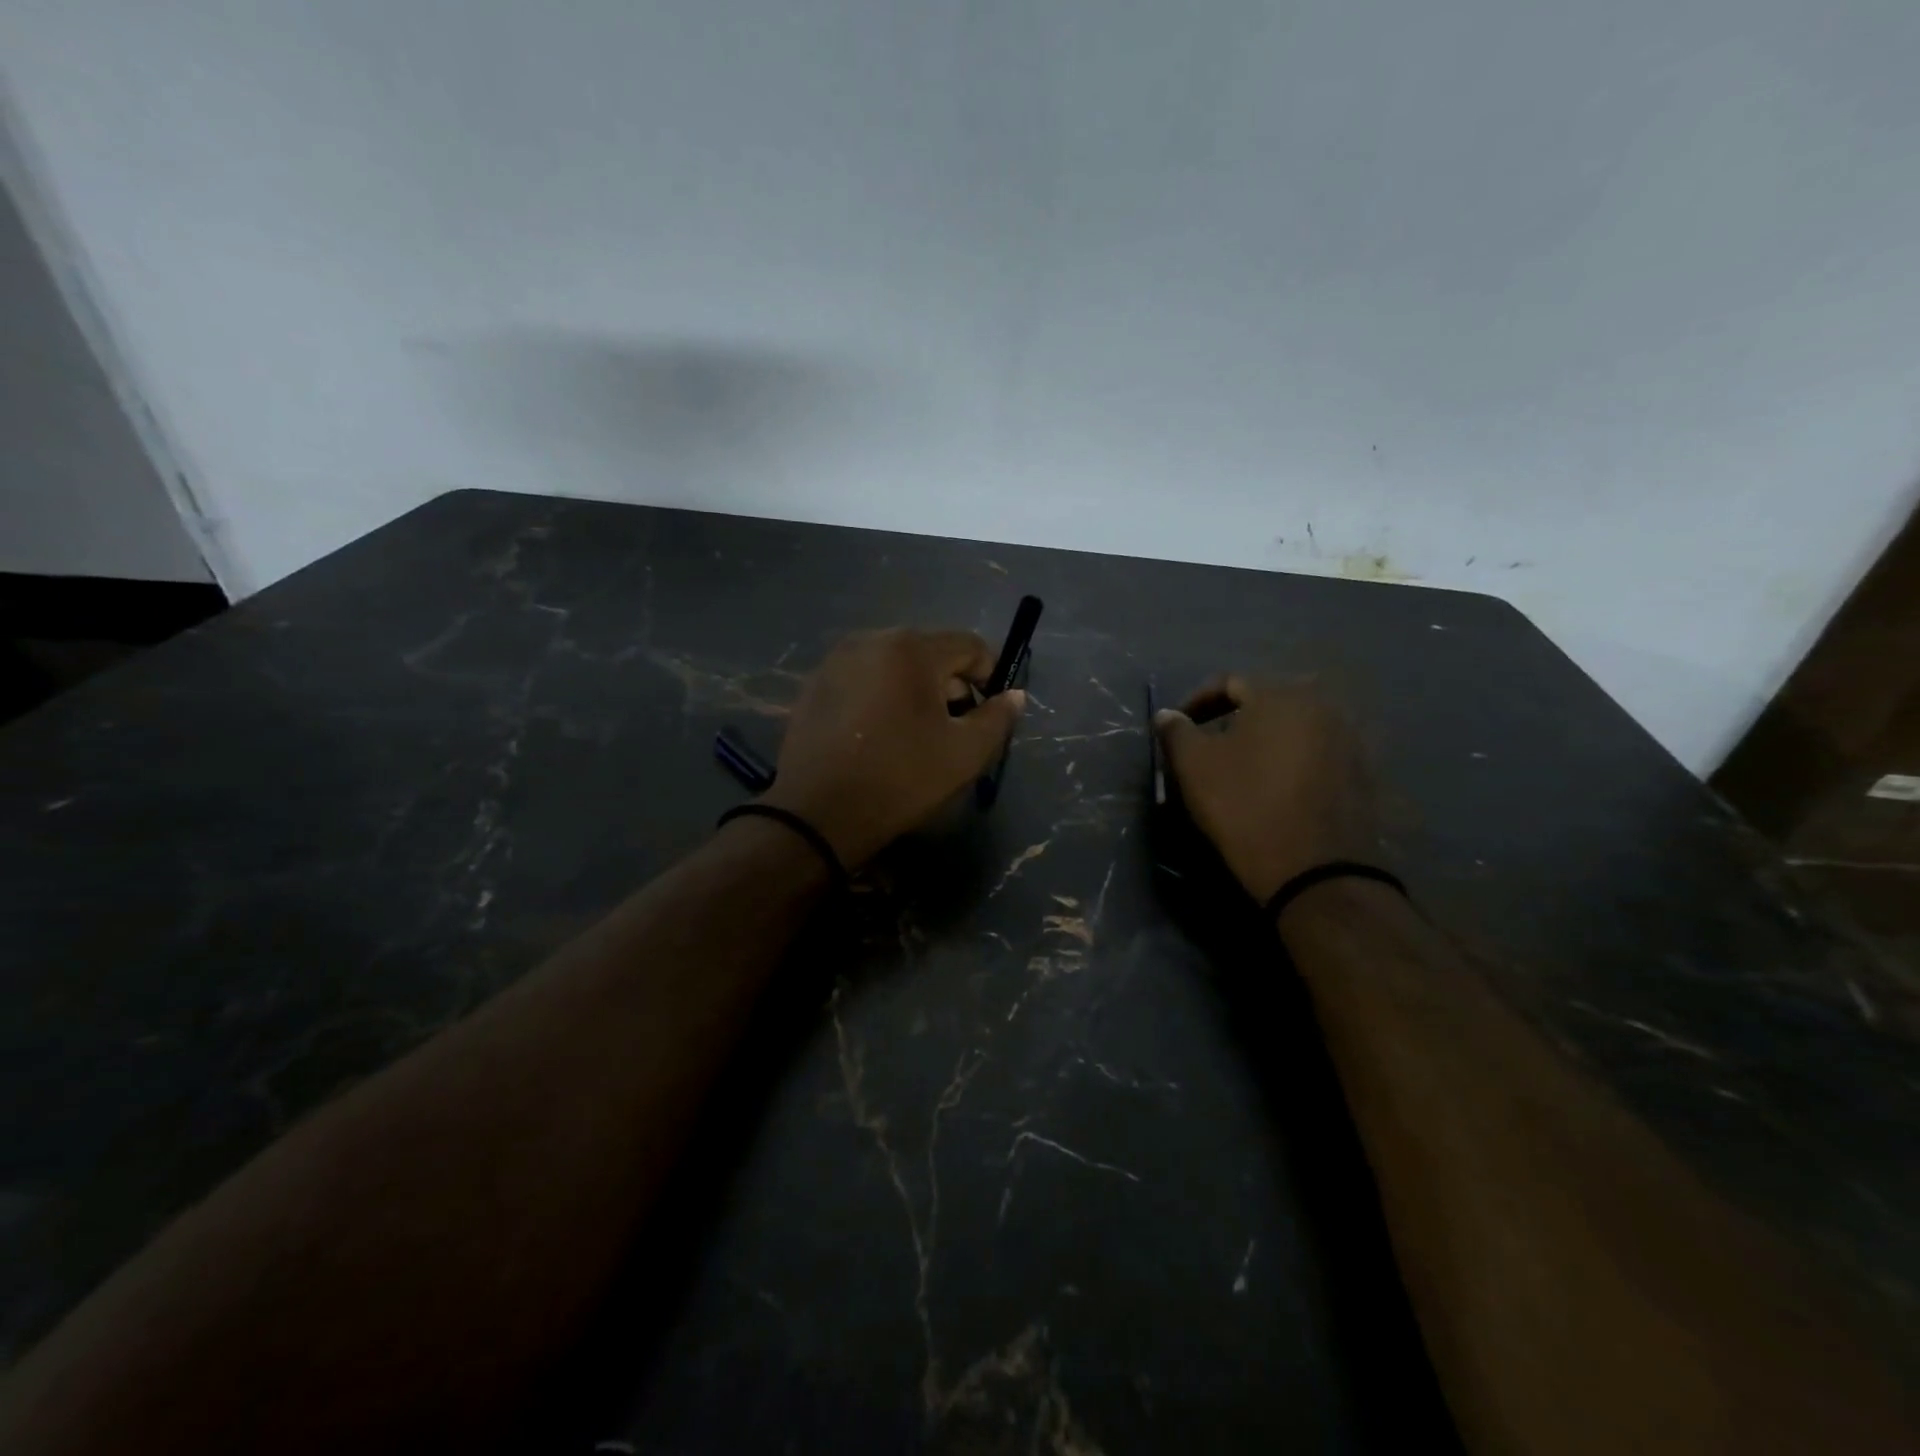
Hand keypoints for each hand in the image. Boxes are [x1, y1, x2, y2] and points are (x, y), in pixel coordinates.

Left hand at [761, 629, 1025, 867]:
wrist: (818, 814)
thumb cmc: (901, 779)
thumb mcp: (964, 754)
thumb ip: (998, 718)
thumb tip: (1014, 695)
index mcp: (912, 648)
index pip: (970, 645)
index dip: (989, 676)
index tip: (987, 713)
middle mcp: (871, 639)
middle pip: (930, 651)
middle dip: (949, 684)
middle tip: (951, 729)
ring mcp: (836, 659)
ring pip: (894, 664)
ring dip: (914, 689)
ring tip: (912, 733)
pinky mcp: (814, 684)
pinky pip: (863, 678)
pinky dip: (879, 696)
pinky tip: (876, 735)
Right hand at [1153, 676, 1379, 902]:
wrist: (1316, 870)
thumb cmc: (1245, 806)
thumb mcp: (1195, 767)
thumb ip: (1177, 732)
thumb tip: (1168, 715)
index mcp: (1280, 695)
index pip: (1230, 682)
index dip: (1198, 701)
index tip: (1180, 727)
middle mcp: (1322, 705)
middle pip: (1268, 700)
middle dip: (1236, 717)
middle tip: (1212, 744)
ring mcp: (1349, 738)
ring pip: (1296, 726)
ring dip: (1267, 738)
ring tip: (1244, 766)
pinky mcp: (1363, 772)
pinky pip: (1318, 752)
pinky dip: (1293, 759)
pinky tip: (1278, 787)